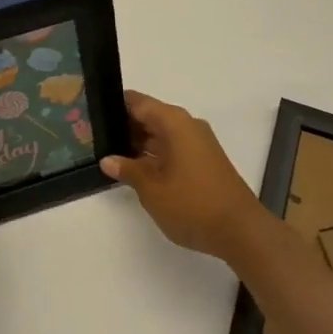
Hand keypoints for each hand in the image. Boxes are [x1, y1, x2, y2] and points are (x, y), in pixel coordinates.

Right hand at [101, 90, 271, 261]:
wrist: (241, 231)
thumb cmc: (192, 204)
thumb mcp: (152, 189)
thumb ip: (127, 169)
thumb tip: (107, 159)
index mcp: (173, 122)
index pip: (137, 102)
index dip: (113, 106)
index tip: (91, 114)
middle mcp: (186, 125)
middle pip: (149, 116)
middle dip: (123, 127)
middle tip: (93, 138)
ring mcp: (197, 143)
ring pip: (160, 134)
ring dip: (138, 143)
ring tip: (109, 154)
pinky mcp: (203, 160)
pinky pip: (172, 147)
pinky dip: (154, 154)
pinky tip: (136, 169)